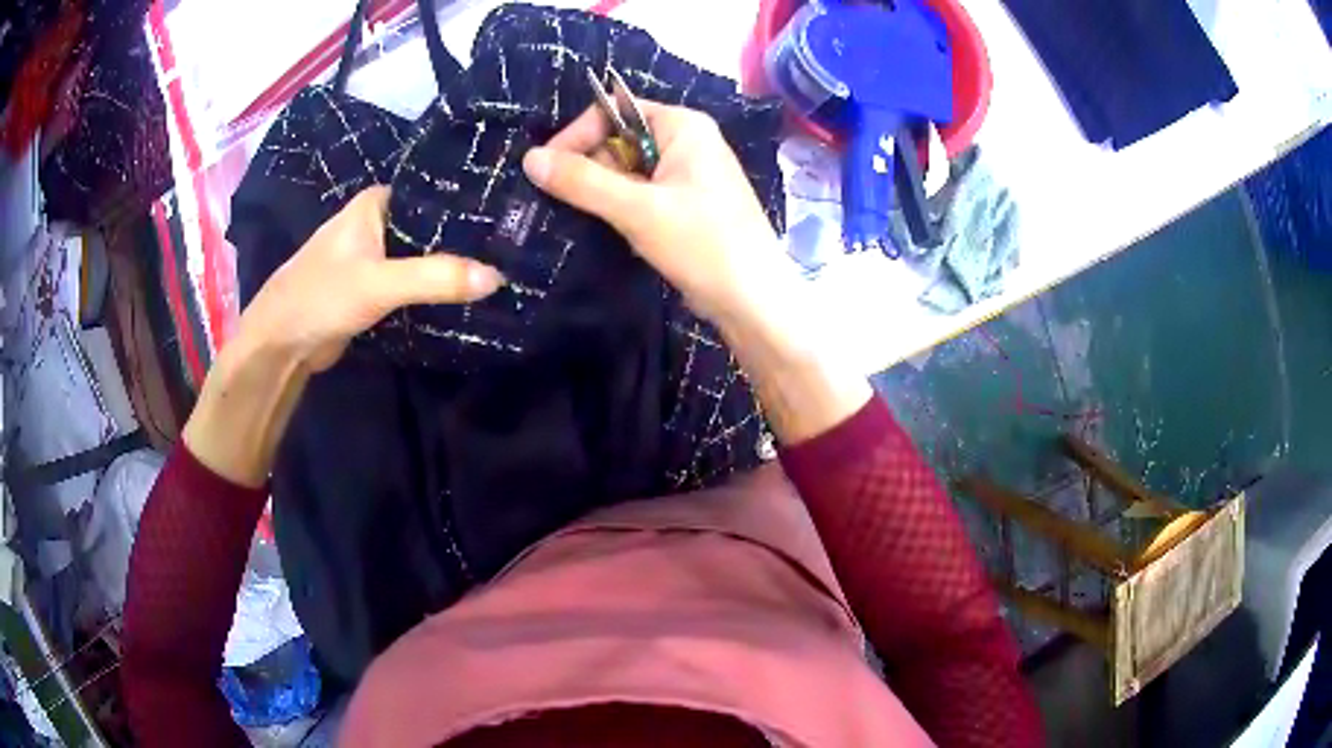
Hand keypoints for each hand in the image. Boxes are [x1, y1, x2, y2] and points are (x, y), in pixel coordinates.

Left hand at [184, 186, 501, 486]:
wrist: (280, 344)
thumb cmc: (321, 296)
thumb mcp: (380, 283)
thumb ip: (436, 278)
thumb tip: (498, 278)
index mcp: (375, 203)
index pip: (433, 193)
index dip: (469, 203)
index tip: (512, 213)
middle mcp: (376, 222)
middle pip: (431, 225)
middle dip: (466, 238)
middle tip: (515, 245)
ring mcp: (374, 256)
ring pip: (423, 255)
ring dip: (451, 265)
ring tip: (504, 265)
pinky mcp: (374, 287)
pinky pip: (412, 281)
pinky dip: (434, 287)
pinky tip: (467, 293)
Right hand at [521, 101, 790, 326]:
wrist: (753, 301)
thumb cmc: (703, 244)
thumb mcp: (638, 210)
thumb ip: (582, 181)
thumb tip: (529, 159)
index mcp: (683, 127)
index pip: (615, 111)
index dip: (578, 135)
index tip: (547, 169)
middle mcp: (687, 142)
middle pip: (619, 139)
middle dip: (589, 167)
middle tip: (564, 202)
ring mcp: (687, 175)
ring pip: (627, 171)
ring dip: (601, 192)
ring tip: (580, 218)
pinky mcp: (685, 206)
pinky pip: (640, 194)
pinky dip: (619, 208)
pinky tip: (607, 230)